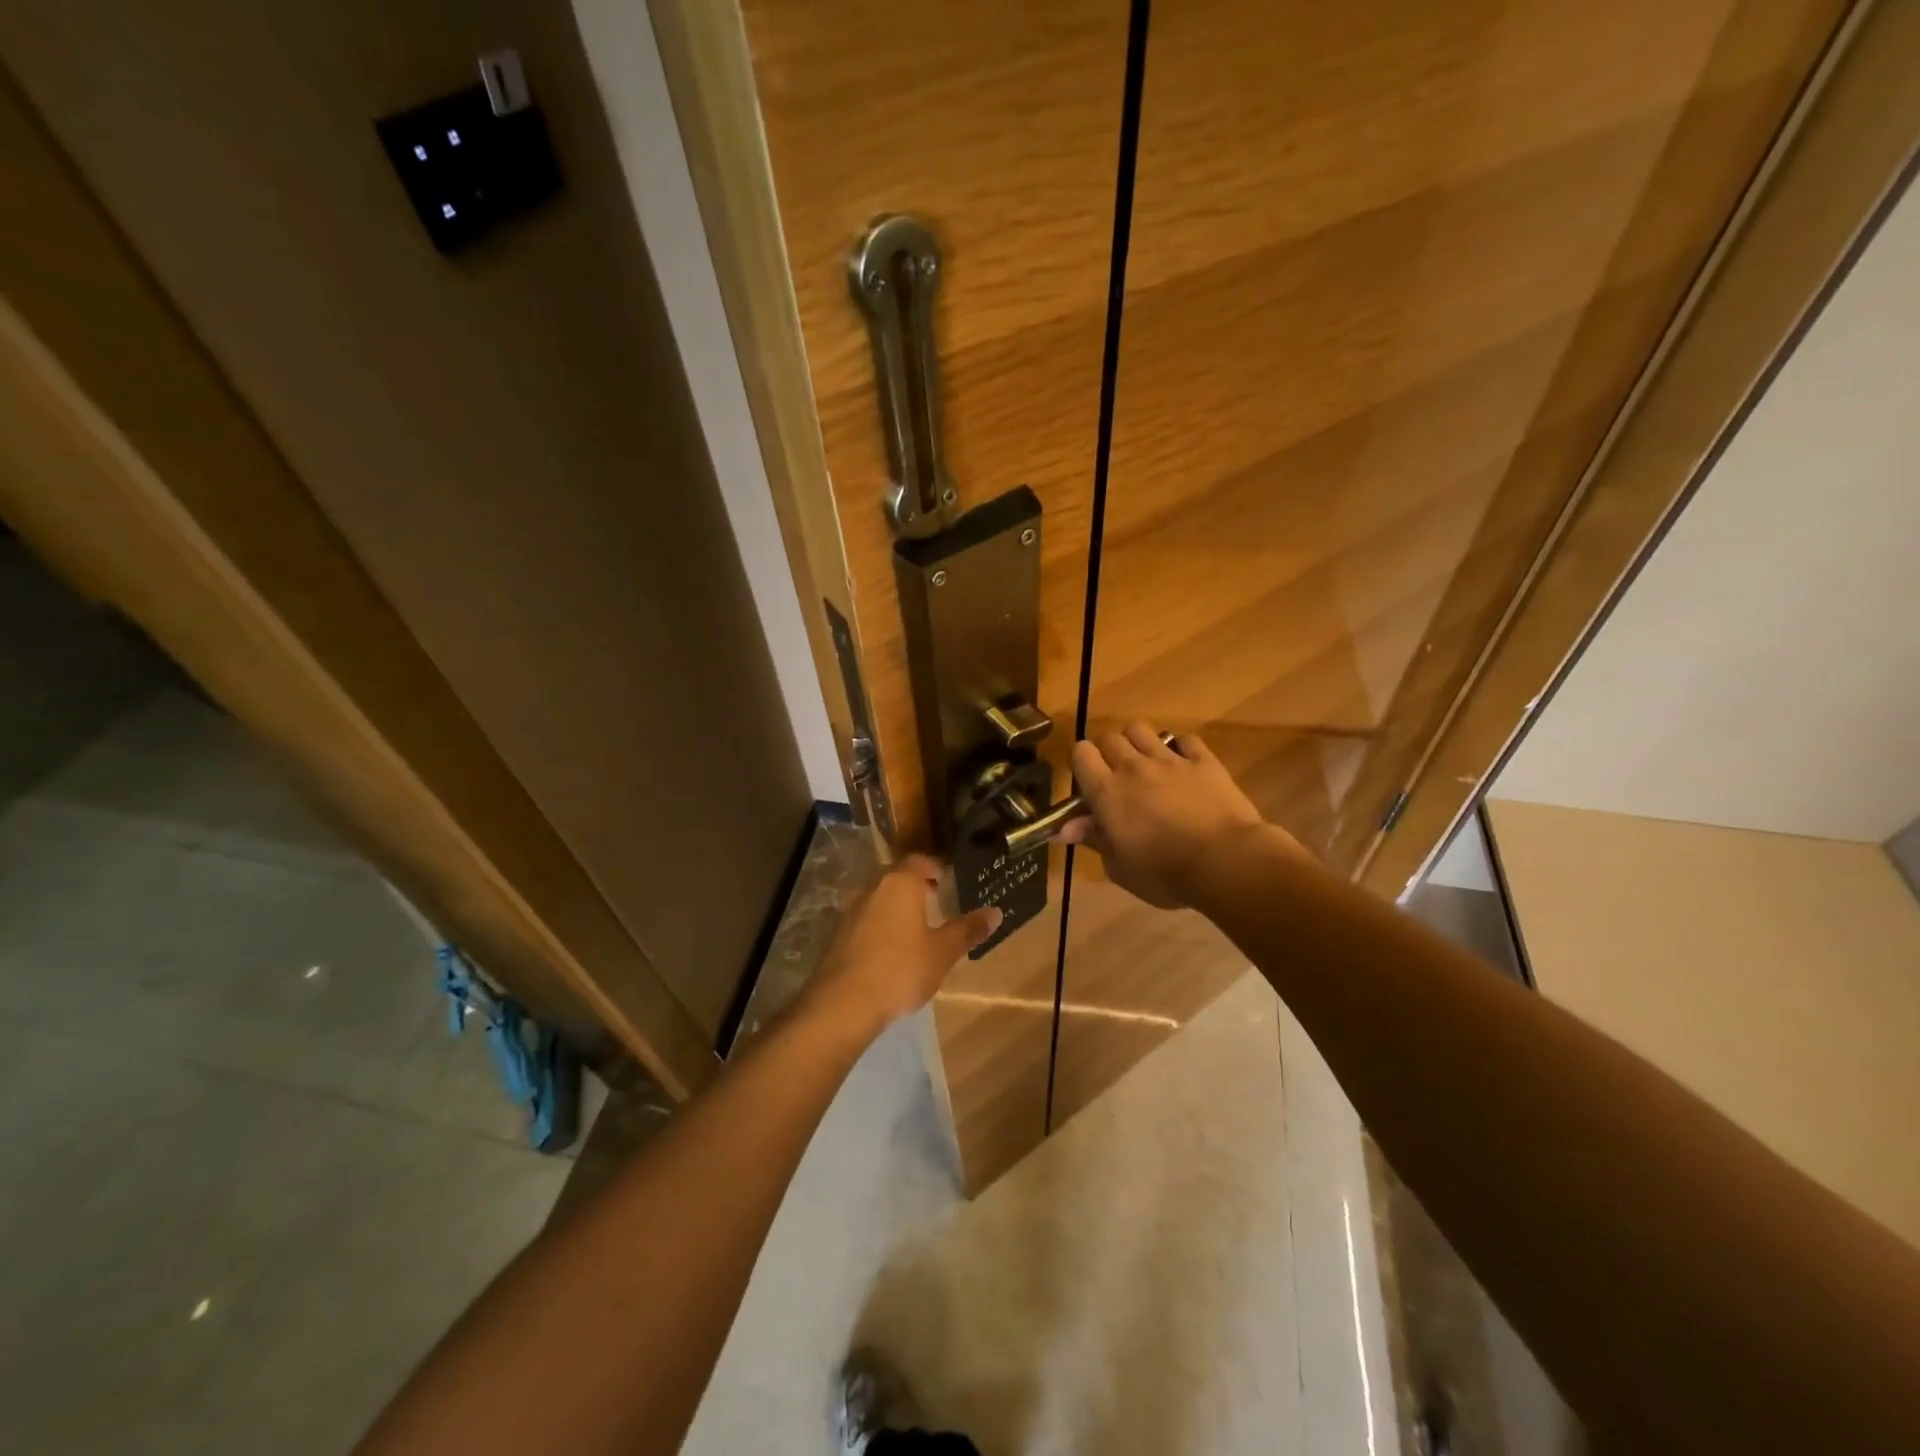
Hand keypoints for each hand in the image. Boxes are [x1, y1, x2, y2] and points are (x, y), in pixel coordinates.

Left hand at [802, 855, 1000, 1038]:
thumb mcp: (943, 952)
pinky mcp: (838, 934)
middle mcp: (873, 887)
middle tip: (936, 902)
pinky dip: (881, 925)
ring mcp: (851, 910)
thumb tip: (996, 912)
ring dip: (897, 906)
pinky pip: (866, 919)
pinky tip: (891, 950)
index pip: (919, 861)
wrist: (844, 1003)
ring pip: (879, 898)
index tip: (947, 882)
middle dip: (916, 886)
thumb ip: (968, 930)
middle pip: (897, 877)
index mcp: (901, 883)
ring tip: (916, 928)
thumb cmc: (901, 969)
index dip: (935, 868)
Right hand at [1059, 723, 1279, 908]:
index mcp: (1107, 792)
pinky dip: (1180, 749)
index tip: (1088, 785)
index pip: (1080, 753)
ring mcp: (1170, 760)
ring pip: (1141, 729)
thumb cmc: (1166, 875)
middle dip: (1108, 754)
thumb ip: (1094, 839)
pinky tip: (1184, 766)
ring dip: (1138, 744)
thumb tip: (1067, 828)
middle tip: (1118, 779)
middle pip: (1110, 738)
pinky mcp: (1204, 760)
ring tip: (1146, 765)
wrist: (1226, 862)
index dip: (1081, 764)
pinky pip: (1185, 740)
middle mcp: (1133, 767)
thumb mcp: (1120, 868)